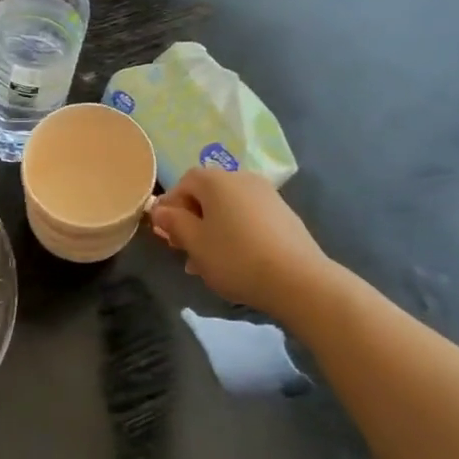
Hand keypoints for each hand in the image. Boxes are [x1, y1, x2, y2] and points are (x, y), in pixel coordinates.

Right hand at [149, 167, 334, 314]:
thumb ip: (173, 222)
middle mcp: (242, 179)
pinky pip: (248, 217)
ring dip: (212, 229)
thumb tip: (160, 210)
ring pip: (228, 208)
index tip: (166, 233)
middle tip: (185, 250)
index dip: (170, 206)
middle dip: (192, 220)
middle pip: (207, 194)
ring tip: (207, 262)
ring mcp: (267, 196)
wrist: (298, 280)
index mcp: (217, 181)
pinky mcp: (284, 215)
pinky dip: (235, 233)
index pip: (184, 182)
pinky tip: (235, 261)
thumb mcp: (194, 243)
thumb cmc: (235, 258)